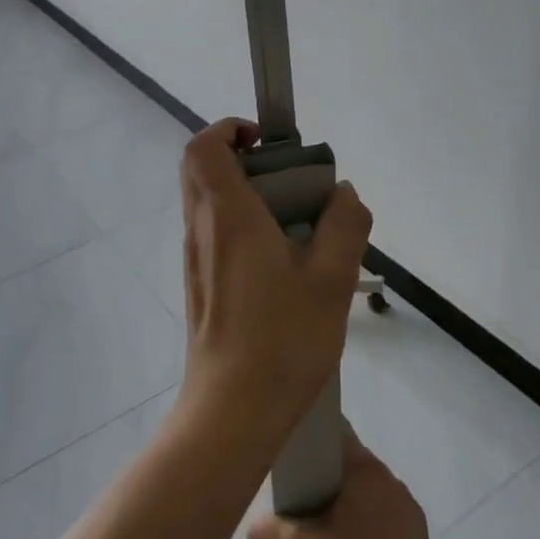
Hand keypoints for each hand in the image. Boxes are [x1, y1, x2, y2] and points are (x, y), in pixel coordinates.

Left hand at [178, 118, 371, 437]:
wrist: (232, 409)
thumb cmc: (283, 339)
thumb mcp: (332, 280)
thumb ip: (344, 227)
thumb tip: (344, 193)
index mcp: (228, 216)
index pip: (203, 147)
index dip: (227, 129)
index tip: (266, 141)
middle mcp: (202, 229)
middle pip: (200, 169)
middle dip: (239, 157)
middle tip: (287, 177)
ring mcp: (195, 258)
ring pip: (205, 201)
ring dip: (241, 192)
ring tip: (293, 220)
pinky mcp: (198, 284)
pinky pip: (212, 233)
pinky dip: (238, 224)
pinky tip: (280, 261)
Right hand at [246, 427, 440, 538]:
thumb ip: (274, 536)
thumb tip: (253, 531)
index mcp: (365, 467)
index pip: (333, 436)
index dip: (309, 443)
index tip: (289, 459)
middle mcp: (388, 478)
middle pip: (346, 468)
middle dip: (322, 483)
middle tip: (296, 503)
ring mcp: (406, 508)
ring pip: (364, 497)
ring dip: (344, 510)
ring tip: (320, 535)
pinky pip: (381, 523)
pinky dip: (364, 533)